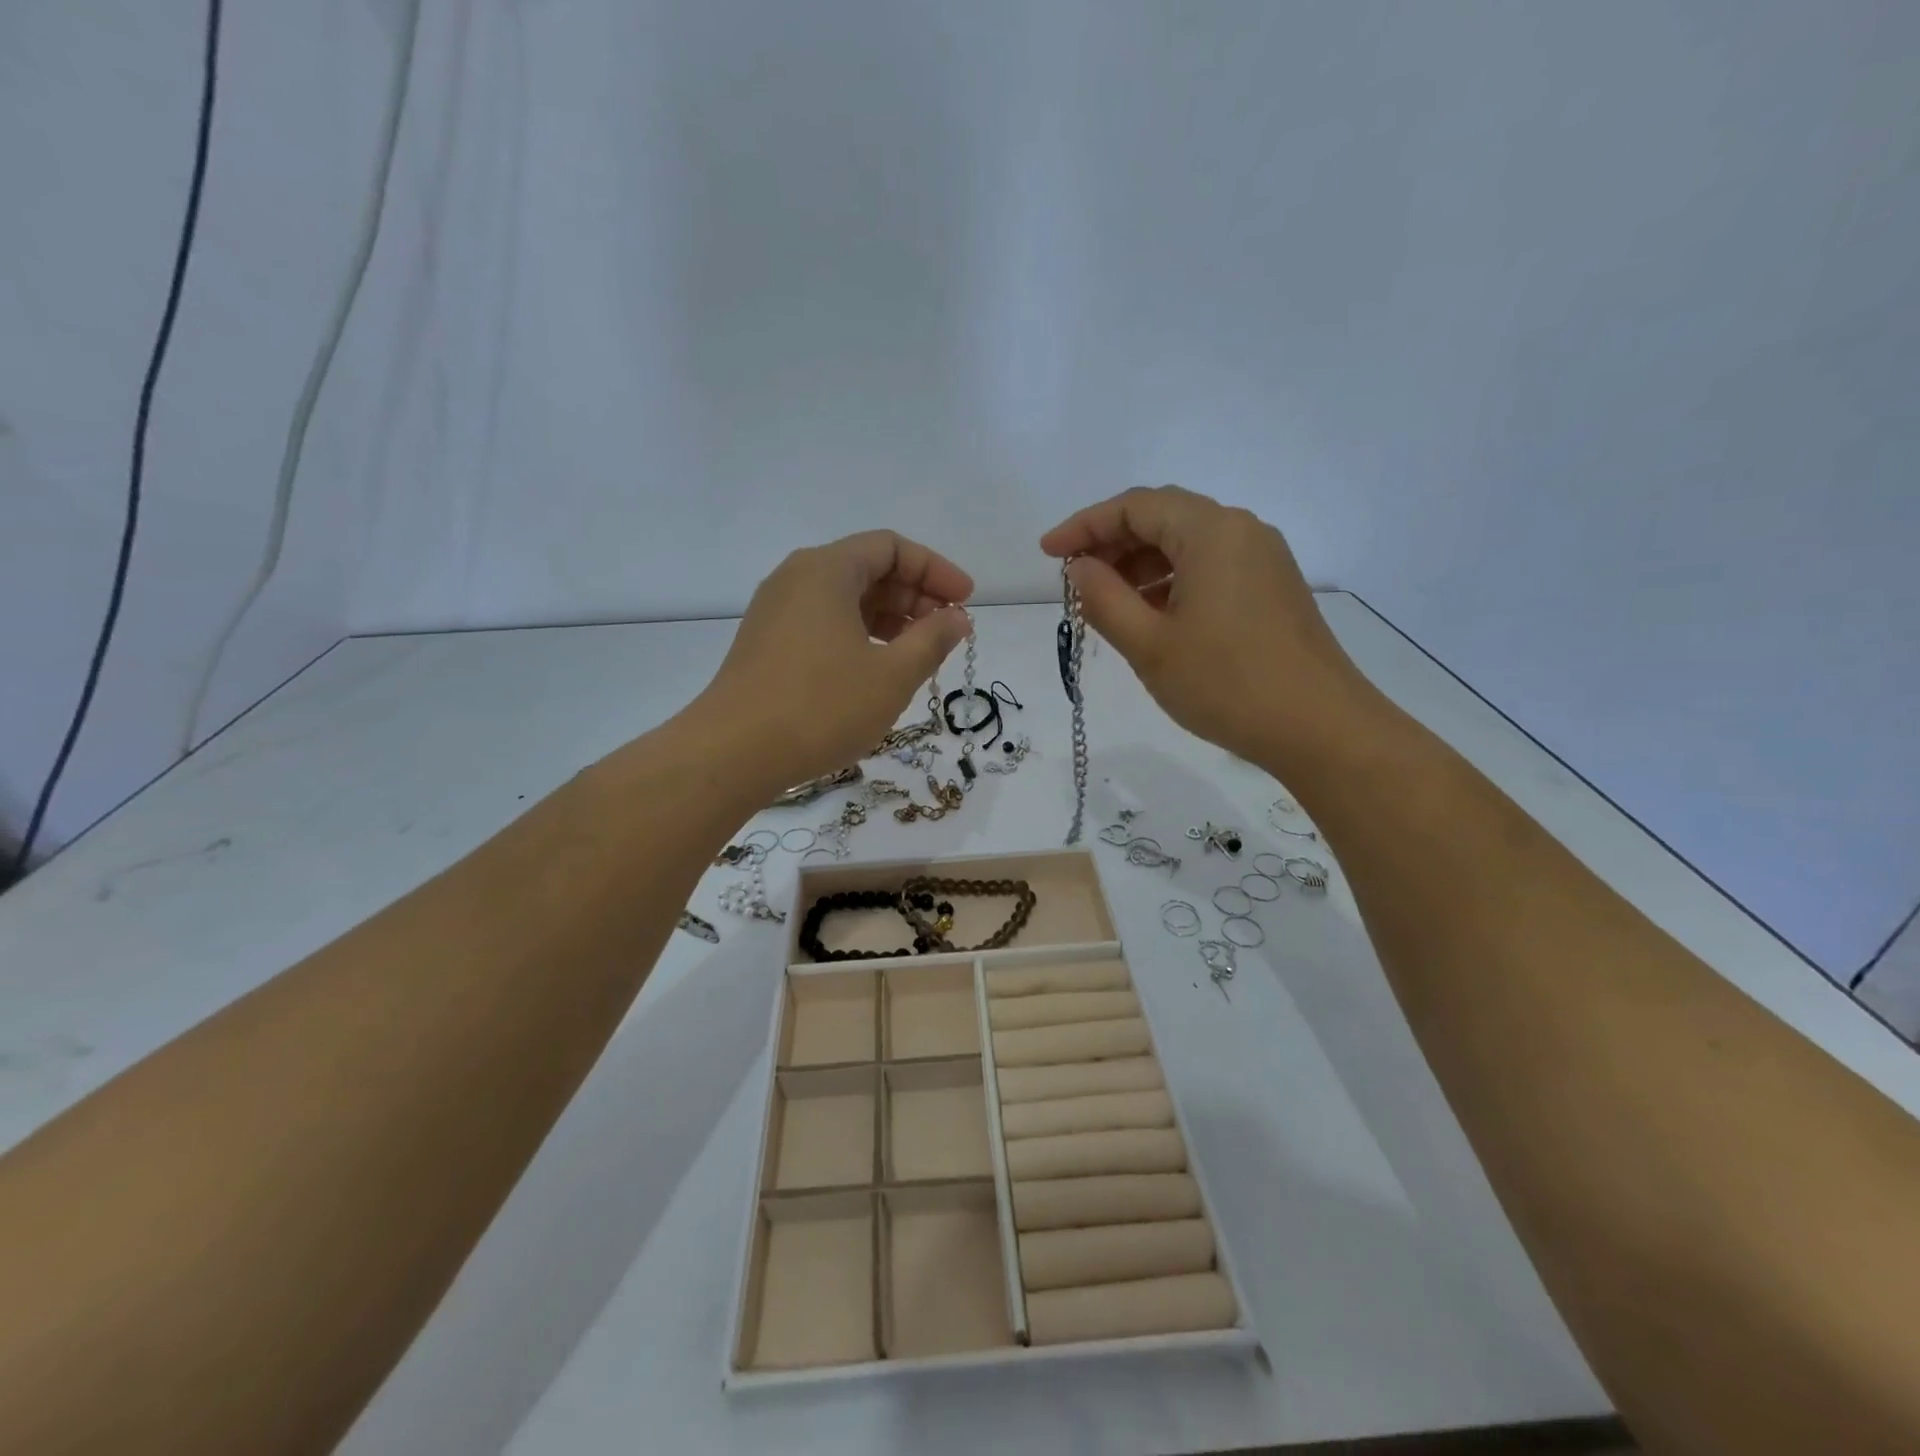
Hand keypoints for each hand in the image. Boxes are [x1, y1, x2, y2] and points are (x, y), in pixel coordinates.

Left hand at [694, 531, 973, 792]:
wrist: (733, 753)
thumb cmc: (822, 706)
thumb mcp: (892, 675)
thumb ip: (932, 639)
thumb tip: (957, 617)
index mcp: (826, 570)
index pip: (891, 547)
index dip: (936, 570)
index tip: (966, 602)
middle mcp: (797, 578)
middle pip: (867, 569)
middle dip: (915, 596)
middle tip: (948, 632)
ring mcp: (777, 612)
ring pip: (845, 599)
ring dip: (889, 619)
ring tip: (920, 655)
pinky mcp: (768, 644)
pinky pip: (824, 623)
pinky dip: (860, 635)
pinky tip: (878, 670)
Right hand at [1041, 486, 1381, 763]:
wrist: (1319, 728)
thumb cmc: (1226, 684)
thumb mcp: (1149, 645)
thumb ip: (1104, 599)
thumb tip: (1079, 569)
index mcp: (1211, 531)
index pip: (1134, 507)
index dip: (1083, 526)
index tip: (1047, 554)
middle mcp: (1241, 530)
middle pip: (1162, 518)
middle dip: (1111, 544)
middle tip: (1074, 582)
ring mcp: (1263, 559)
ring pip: (1187, 544)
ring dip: (1140, 565)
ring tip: (1106, 603)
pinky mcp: (1272, 588)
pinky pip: (1210, 567)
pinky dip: (1171, 581)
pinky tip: (1151, 615)